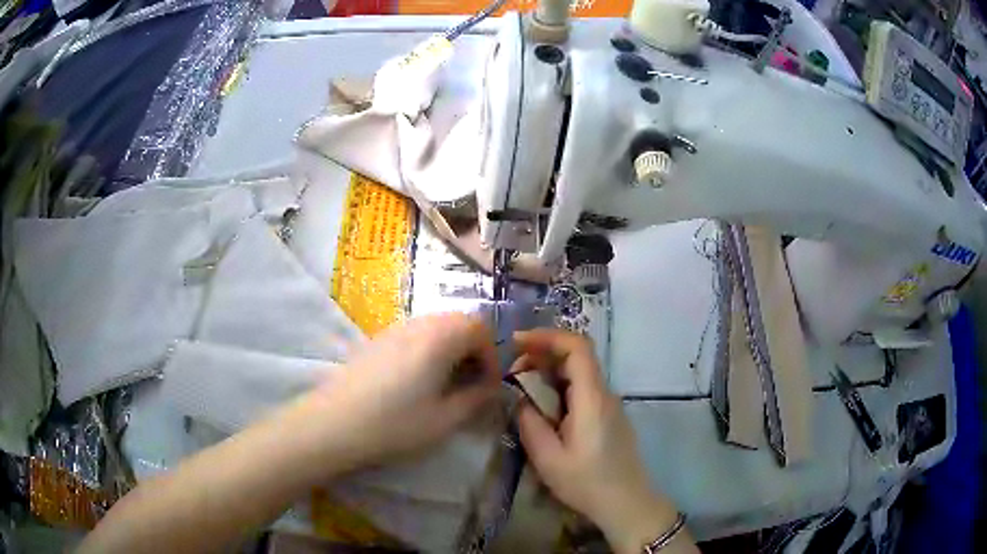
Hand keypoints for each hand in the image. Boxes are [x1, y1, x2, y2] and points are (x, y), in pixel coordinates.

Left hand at [313, 312, 499, 469]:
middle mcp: (419, 324)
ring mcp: (395, 328)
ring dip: (451, 348)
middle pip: (459, 321)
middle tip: (471, 382)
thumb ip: (476, 399)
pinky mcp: (377, 339)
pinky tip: (417, 380)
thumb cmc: (396, 423)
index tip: (489, 385)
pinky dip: (429, 349)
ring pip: (436, 326)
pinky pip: (415, 333)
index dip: (492, 355)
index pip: (480, 328)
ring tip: (447, 383)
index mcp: (440, 338)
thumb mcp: (446, 419)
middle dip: (473, 349)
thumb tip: (491, 387)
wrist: (335, 423)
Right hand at [514, 329, 689, 553]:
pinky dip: (558, 387)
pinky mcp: (608, 415)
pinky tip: (542, 407)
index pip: (577, 347)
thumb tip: (520, 400)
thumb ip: (530, 423)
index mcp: (592, 398)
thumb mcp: (548, 458)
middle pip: (576, 356)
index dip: (546, 336)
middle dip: (541, 354)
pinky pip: (581, 389)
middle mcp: (604, 393)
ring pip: (578, 372)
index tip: (516, 342)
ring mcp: (608, 404)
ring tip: (521, 389)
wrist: (626, 502)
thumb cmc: (587, 483)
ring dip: (548, 372)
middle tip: (512, 372)